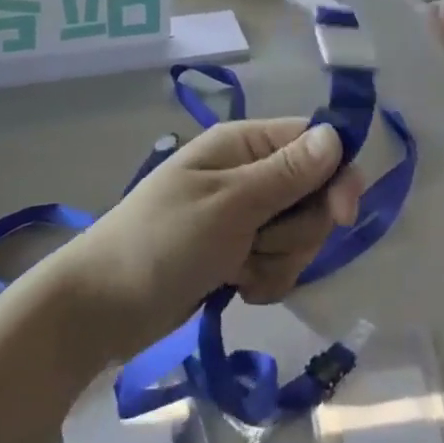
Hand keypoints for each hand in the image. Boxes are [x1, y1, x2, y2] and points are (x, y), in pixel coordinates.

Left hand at [50, 119, 364, 360]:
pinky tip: (235, 287)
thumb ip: (287, 174)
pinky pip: (279, 264)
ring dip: (277, 259)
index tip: (342, 215)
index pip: (315, 143)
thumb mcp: (230, 204)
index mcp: (245, 144)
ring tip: (237, 268)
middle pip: (314, 195)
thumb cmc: (163, 241)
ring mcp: (245, 217)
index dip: (336, 177)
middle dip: (297, 230)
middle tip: (258, 243)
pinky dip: (264, 280)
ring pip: (299, 235)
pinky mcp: (239, 254)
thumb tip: (337, 135)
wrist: (102, 307)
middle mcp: (250, 173)